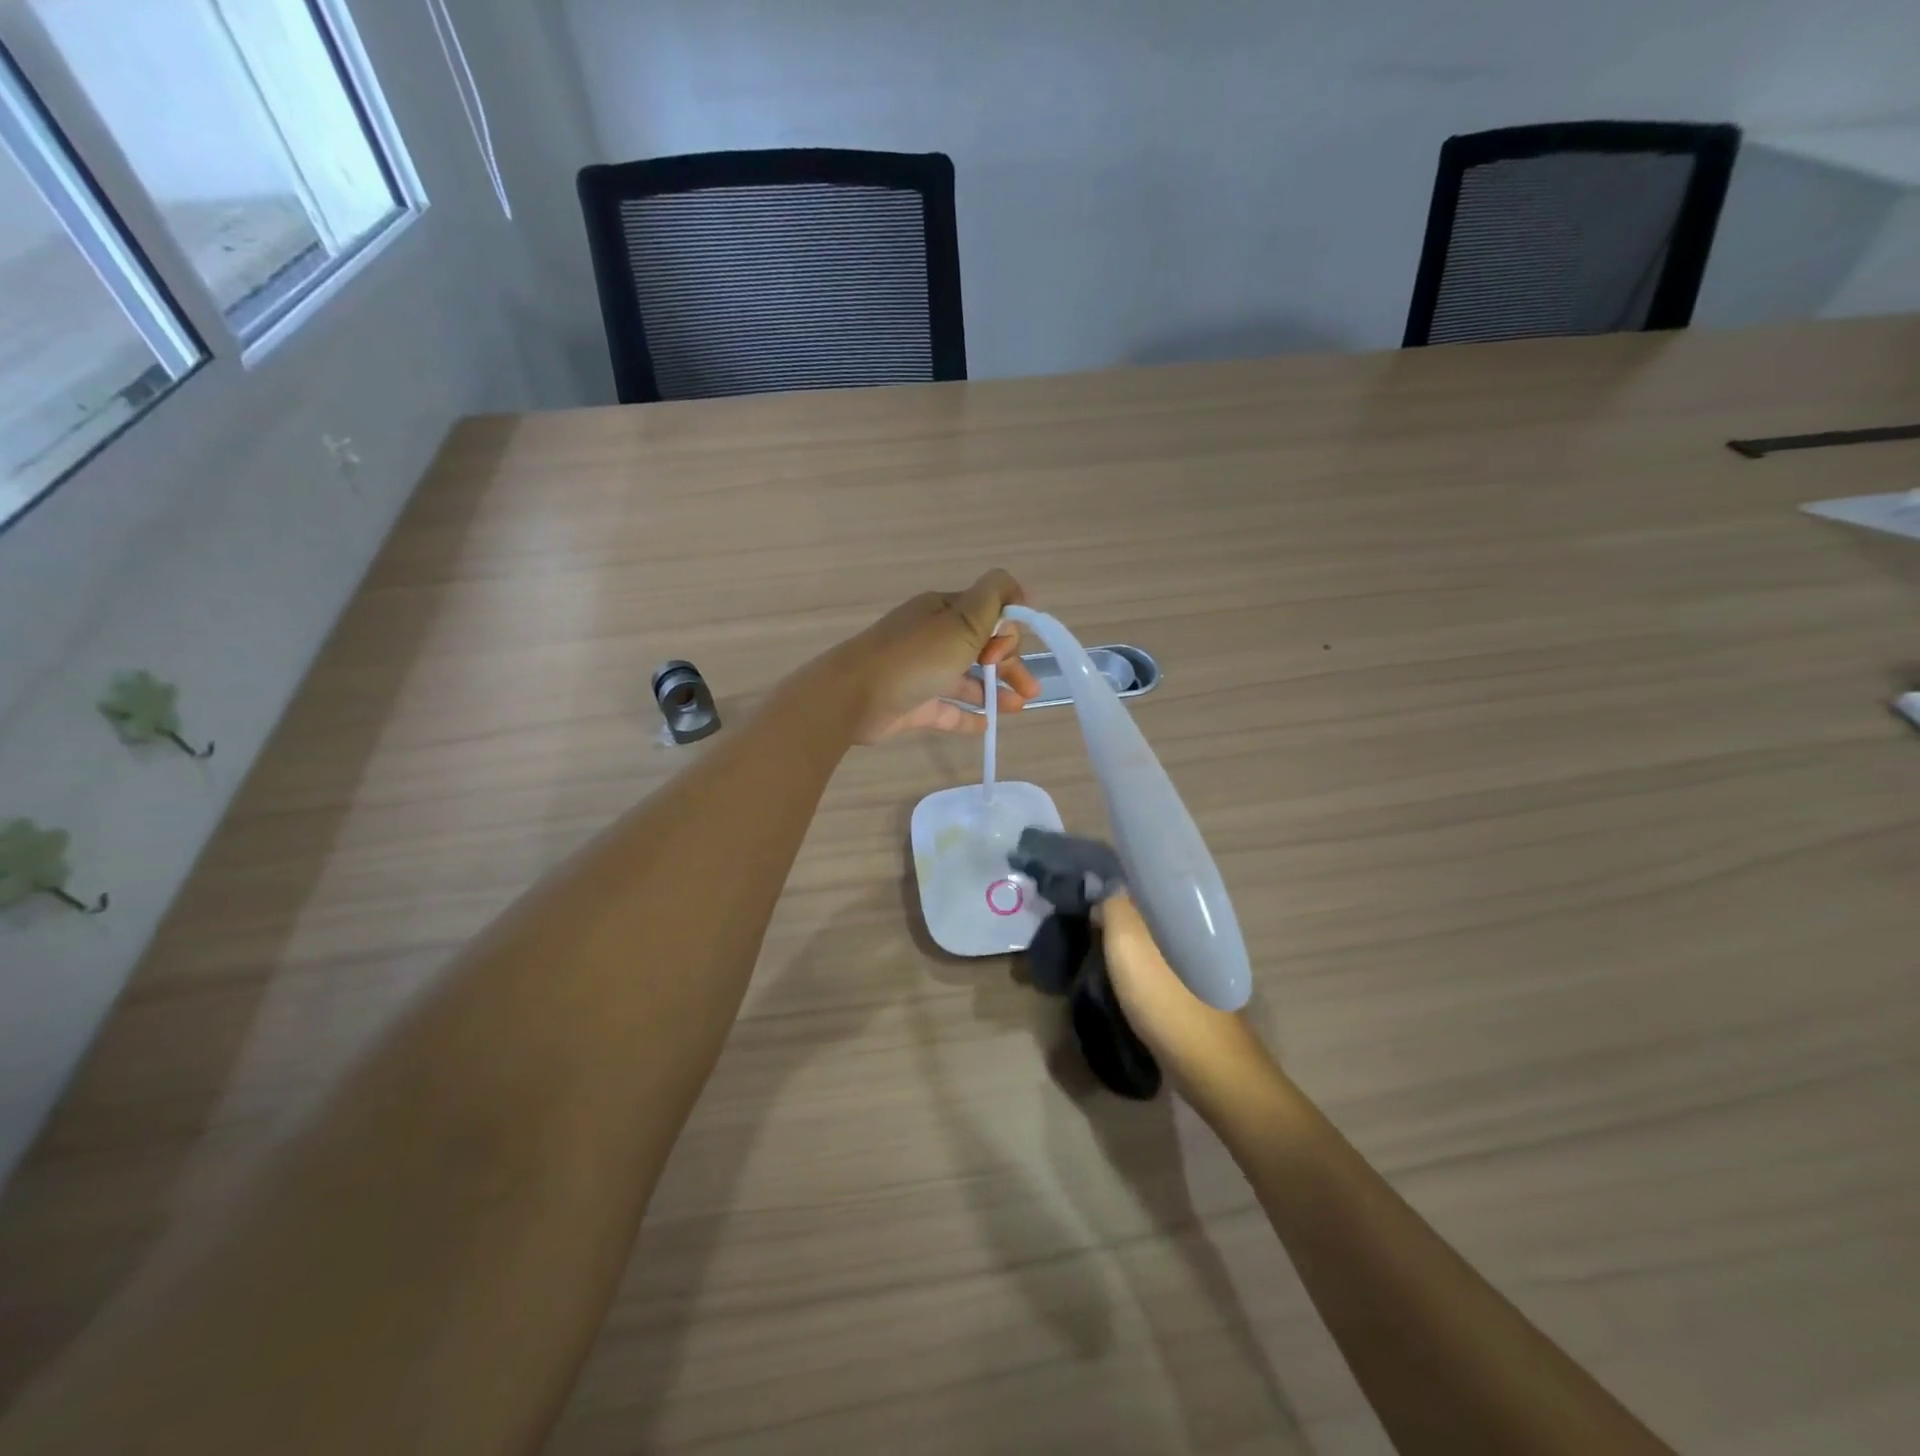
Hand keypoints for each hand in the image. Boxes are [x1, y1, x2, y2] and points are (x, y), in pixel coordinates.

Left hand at [826, 569, 1042, 743]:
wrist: (853, 697)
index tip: (1004, 652)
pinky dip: (968, 715)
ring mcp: (923, 672)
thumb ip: (995, 597)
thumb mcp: (962, 619)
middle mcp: (934, 638)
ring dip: (996, 690)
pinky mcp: (914, 705)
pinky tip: (988, 725)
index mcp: (944, 612)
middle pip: (982, 647)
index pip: (989, 614)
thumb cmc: (914, 657)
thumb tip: (1020, 590)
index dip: (1006, 631)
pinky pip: (948, 709)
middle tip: (1030, 689)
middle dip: (1010, 664)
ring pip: (968, 678)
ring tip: (1020, 708)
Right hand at [1098, 895, 1275, 1120]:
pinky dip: (1141, 964)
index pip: (1151, 881)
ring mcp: (1198, 963)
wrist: (1208, 1065)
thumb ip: (1115, 908)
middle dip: (1123, 911)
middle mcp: (1195, 930)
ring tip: (1101, 946)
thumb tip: (1109, 894)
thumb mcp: (1128, 944)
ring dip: (1131, 940)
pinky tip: (1124, 976)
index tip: (1091, 889)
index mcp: (1184, 911)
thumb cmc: (1165, 998)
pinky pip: (1162, 965)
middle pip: (1153, 910)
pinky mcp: (1194, 991)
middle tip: (1090, 919)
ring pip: (1157, 939)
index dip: (1120, 882)